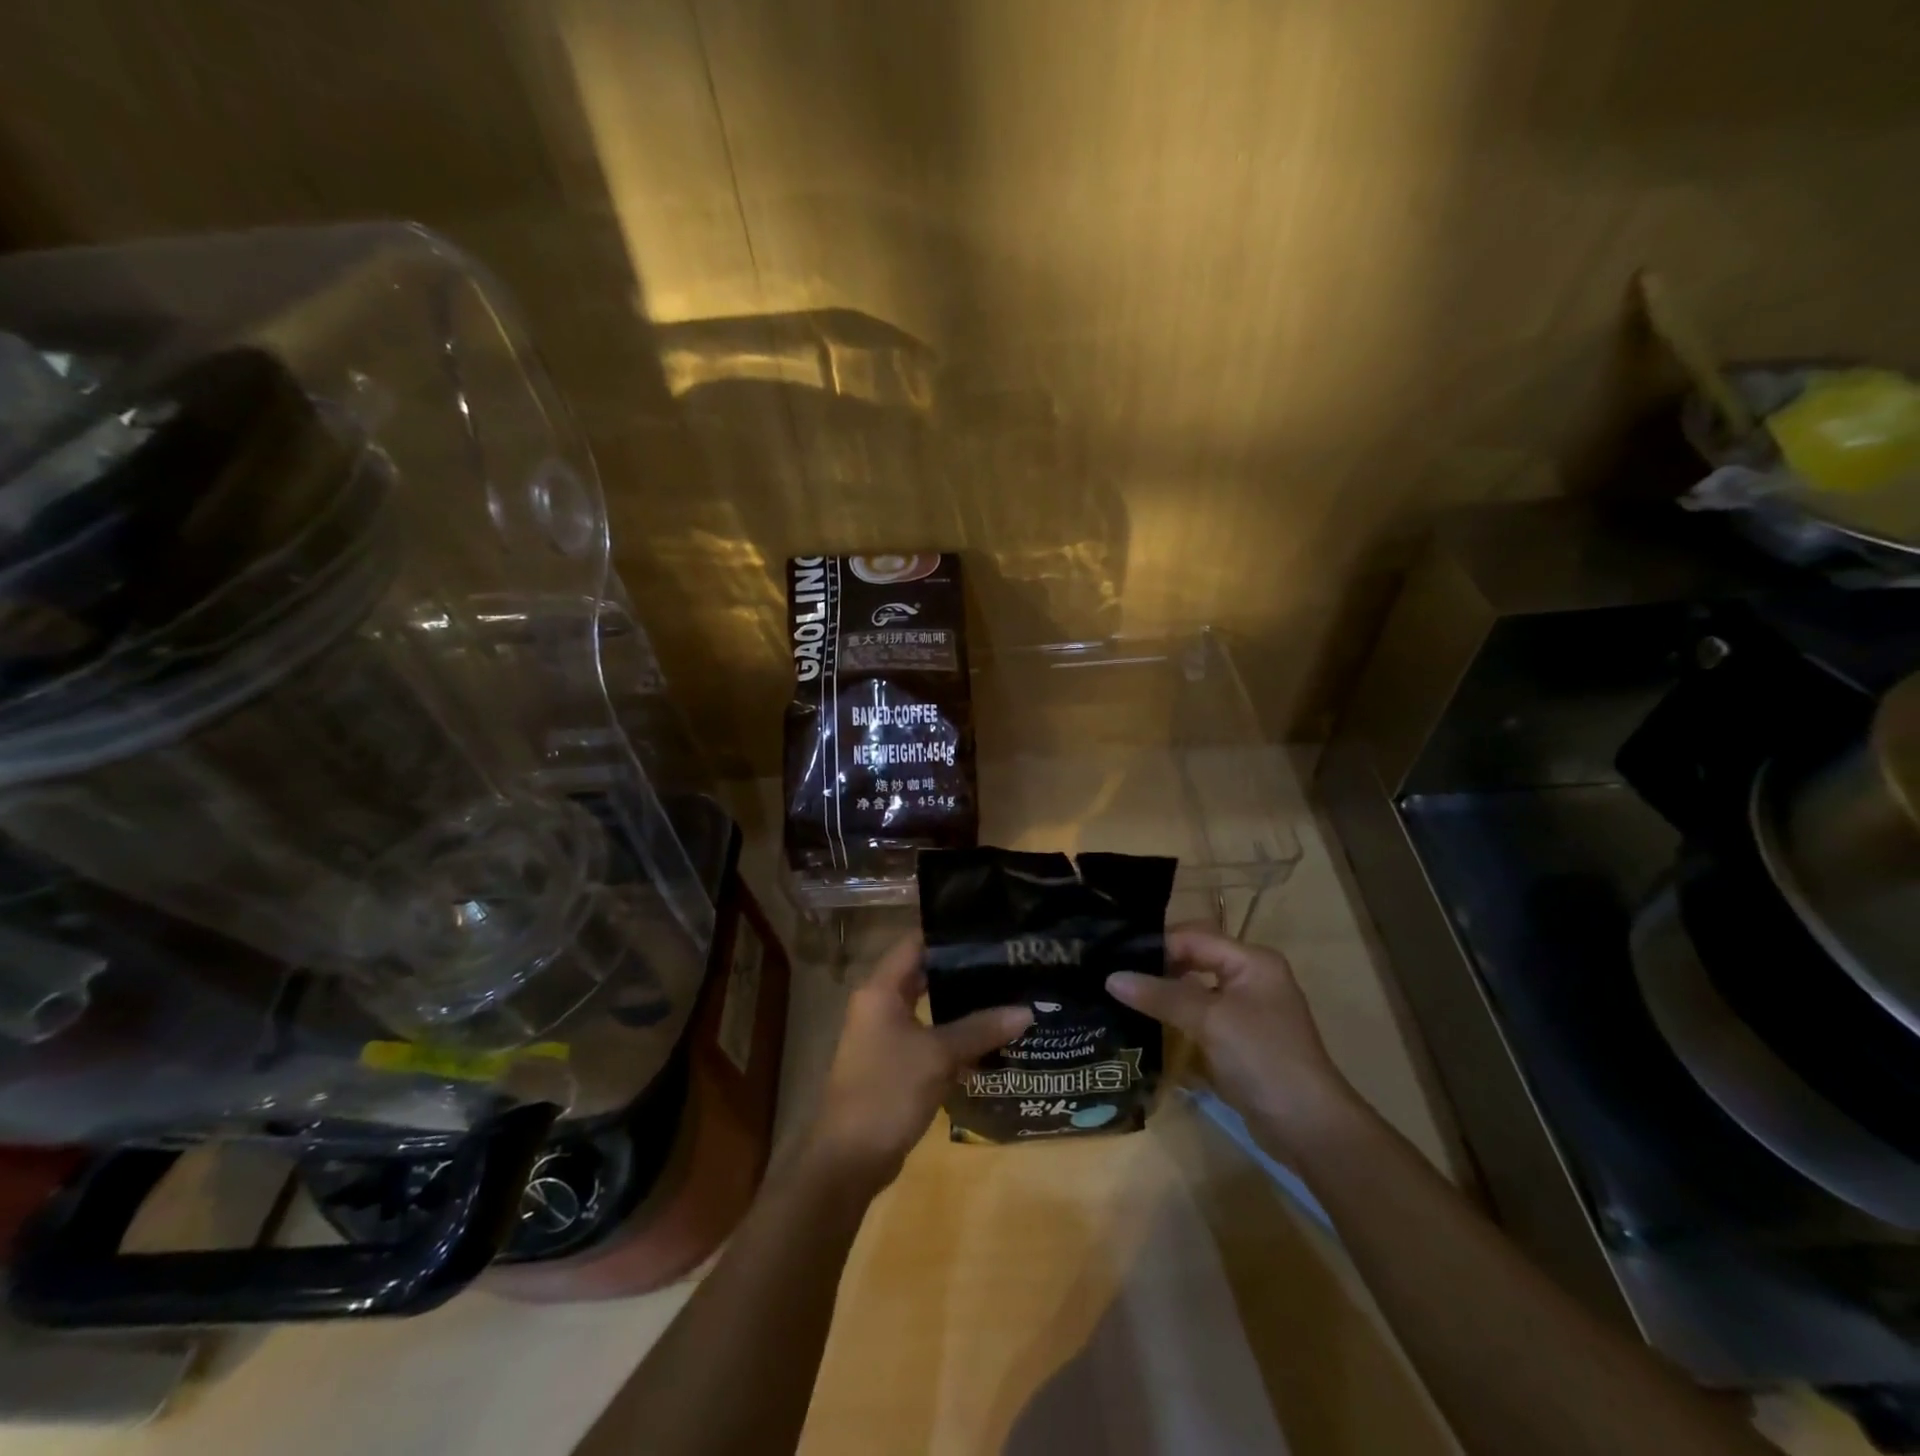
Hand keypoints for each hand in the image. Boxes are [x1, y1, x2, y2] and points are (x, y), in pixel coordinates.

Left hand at [807, 935, 1031, 1190]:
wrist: (849, 1159)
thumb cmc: (888, 1091)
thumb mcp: (938, 1056)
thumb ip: (980, 1029)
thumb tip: (1026, 1011)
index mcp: (880, 990)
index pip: (915, 942)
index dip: (949, 934)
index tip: (987, 928)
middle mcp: (879, 1005)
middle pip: (923, 974)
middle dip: (962, 970)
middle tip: (1005, 962)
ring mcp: (884, 1036)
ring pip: (928, 1008)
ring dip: (960, 1006)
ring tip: (1005, 995)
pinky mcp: (893, 1064)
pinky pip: (928, 1038)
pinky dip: (953, 1037)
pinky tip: (989, 1041)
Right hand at [1107, 925, 1355, 1155]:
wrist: (1308, 1128)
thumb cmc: (1263, 1059)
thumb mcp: (1209, 1020)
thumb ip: (1161, 996)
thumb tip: (1111, 978)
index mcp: (1251, 961)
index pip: (1194, 937)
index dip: (1156, 945)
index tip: (1115, 957)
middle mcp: (1250, 978)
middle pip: (1194, 960)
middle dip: (1157, 968)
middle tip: (1114, 976)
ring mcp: (1245, 1011)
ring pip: (1194, 991)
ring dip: (1164, 995)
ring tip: (1122, 998)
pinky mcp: (1238, 1041)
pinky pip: (1199, 1018)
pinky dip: (1175, 1020)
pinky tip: (1145, 1026)